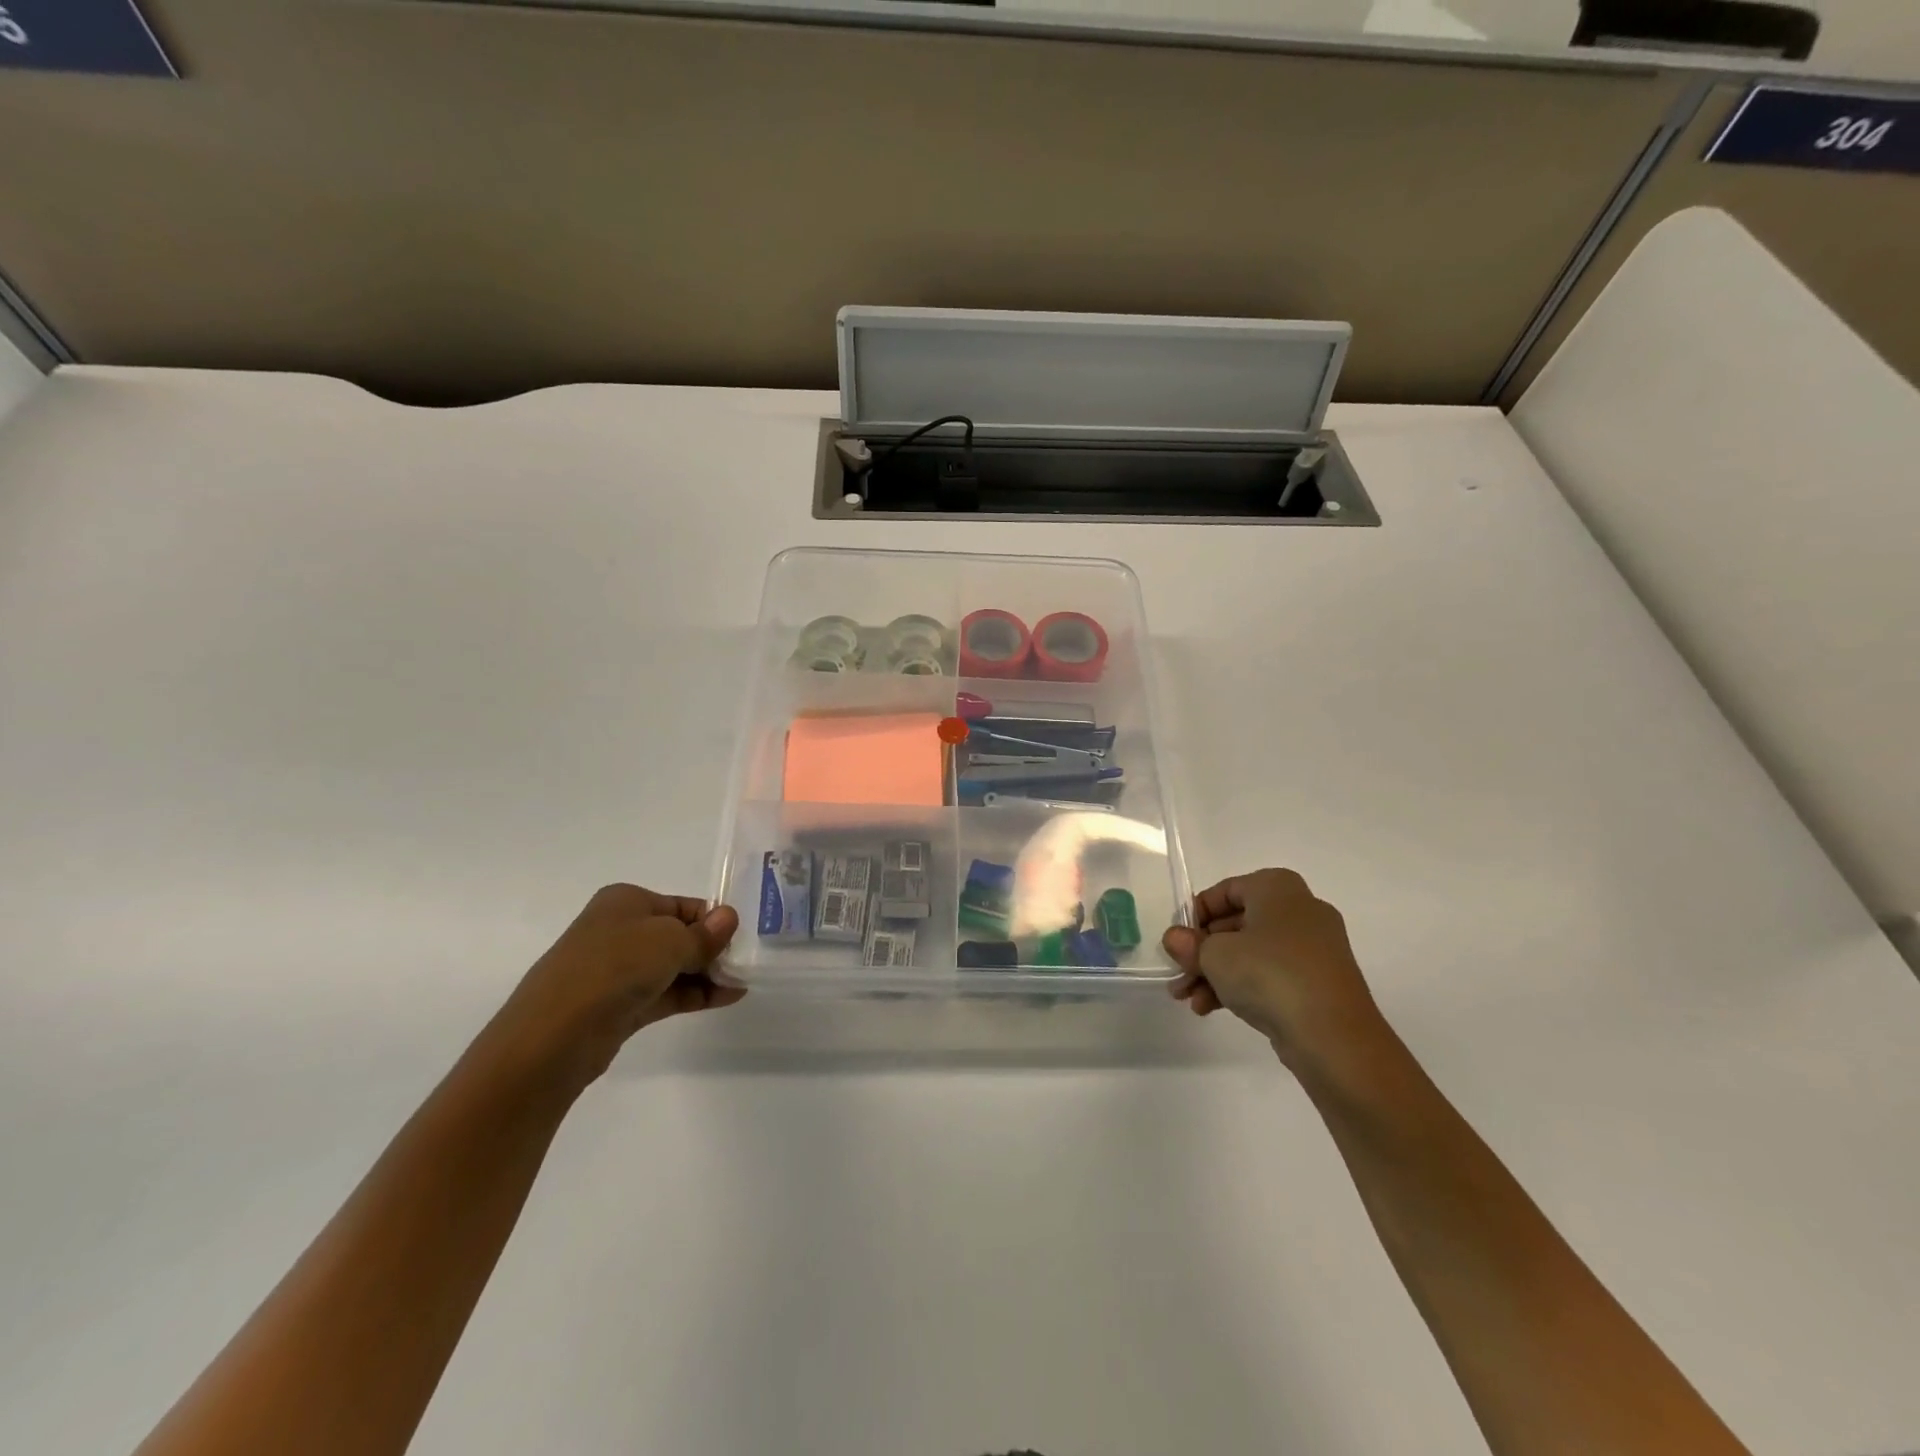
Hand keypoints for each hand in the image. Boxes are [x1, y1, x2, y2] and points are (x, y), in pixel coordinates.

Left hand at [482, 884, 742, 1094]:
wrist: (552, 1038)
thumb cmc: (613, 969)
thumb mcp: (670, 941)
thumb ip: (704, 934)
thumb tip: (729, 918)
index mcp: (626, 901)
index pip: (683, 905)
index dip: (714, 920)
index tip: (743, 939)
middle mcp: (619, 930)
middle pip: (678, 934)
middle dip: (712, 948)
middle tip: (746, 963)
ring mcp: (617, 970)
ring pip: (672, 966)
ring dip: (707, 973)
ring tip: (742, 982)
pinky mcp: (618, 1006)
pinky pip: (665, 993)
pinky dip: (695, 994)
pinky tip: (727, 997)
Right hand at [1162, 869, 1383, 1069]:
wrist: (1334, 1037)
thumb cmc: (1270, 975)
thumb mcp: (1215, 955)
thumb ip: (1190, 944)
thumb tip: (1175, 939)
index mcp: (1277, 888)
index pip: (1225, 891)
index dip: (1195, 915)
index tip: (1177, 941)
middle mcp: (1300, 910)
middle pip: (1236, 924)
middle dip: (1201, 952)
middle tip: (1178, 973)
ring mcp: (1313, 949)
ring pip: (1251, 953)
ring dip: (1215, 974)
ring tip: (1188, 999)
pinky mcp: (1318, 983)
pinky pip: (1270, 975)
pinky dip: (1241, 987)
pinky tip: (1210, 1008)